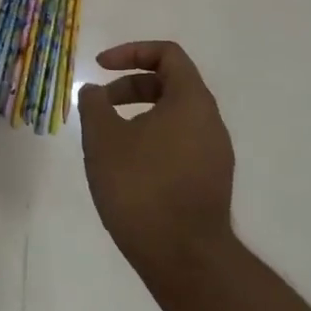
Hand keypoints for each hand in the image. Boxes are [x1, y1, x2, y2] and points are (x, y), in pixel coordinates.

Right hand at [76, 40, 237, 288]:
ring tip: (108, 140)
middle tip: (100, 104)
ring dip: (139, 115)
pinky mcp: (211, 180)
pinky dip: (152, 139)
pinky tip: (127, 168)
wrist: (184, 258)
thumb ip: (95, 105)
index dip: (131, 52)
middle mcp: (210, 121)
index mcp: (191, 101)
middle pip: (171, 84)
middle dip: (131, 86)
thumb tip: (95, 91)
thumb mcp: (103, 139)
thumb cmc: (141, 187)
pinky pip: (180, 143)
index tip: (100, 68)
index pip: (167, 54)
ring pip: (175, 116)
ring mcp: (215, 153)